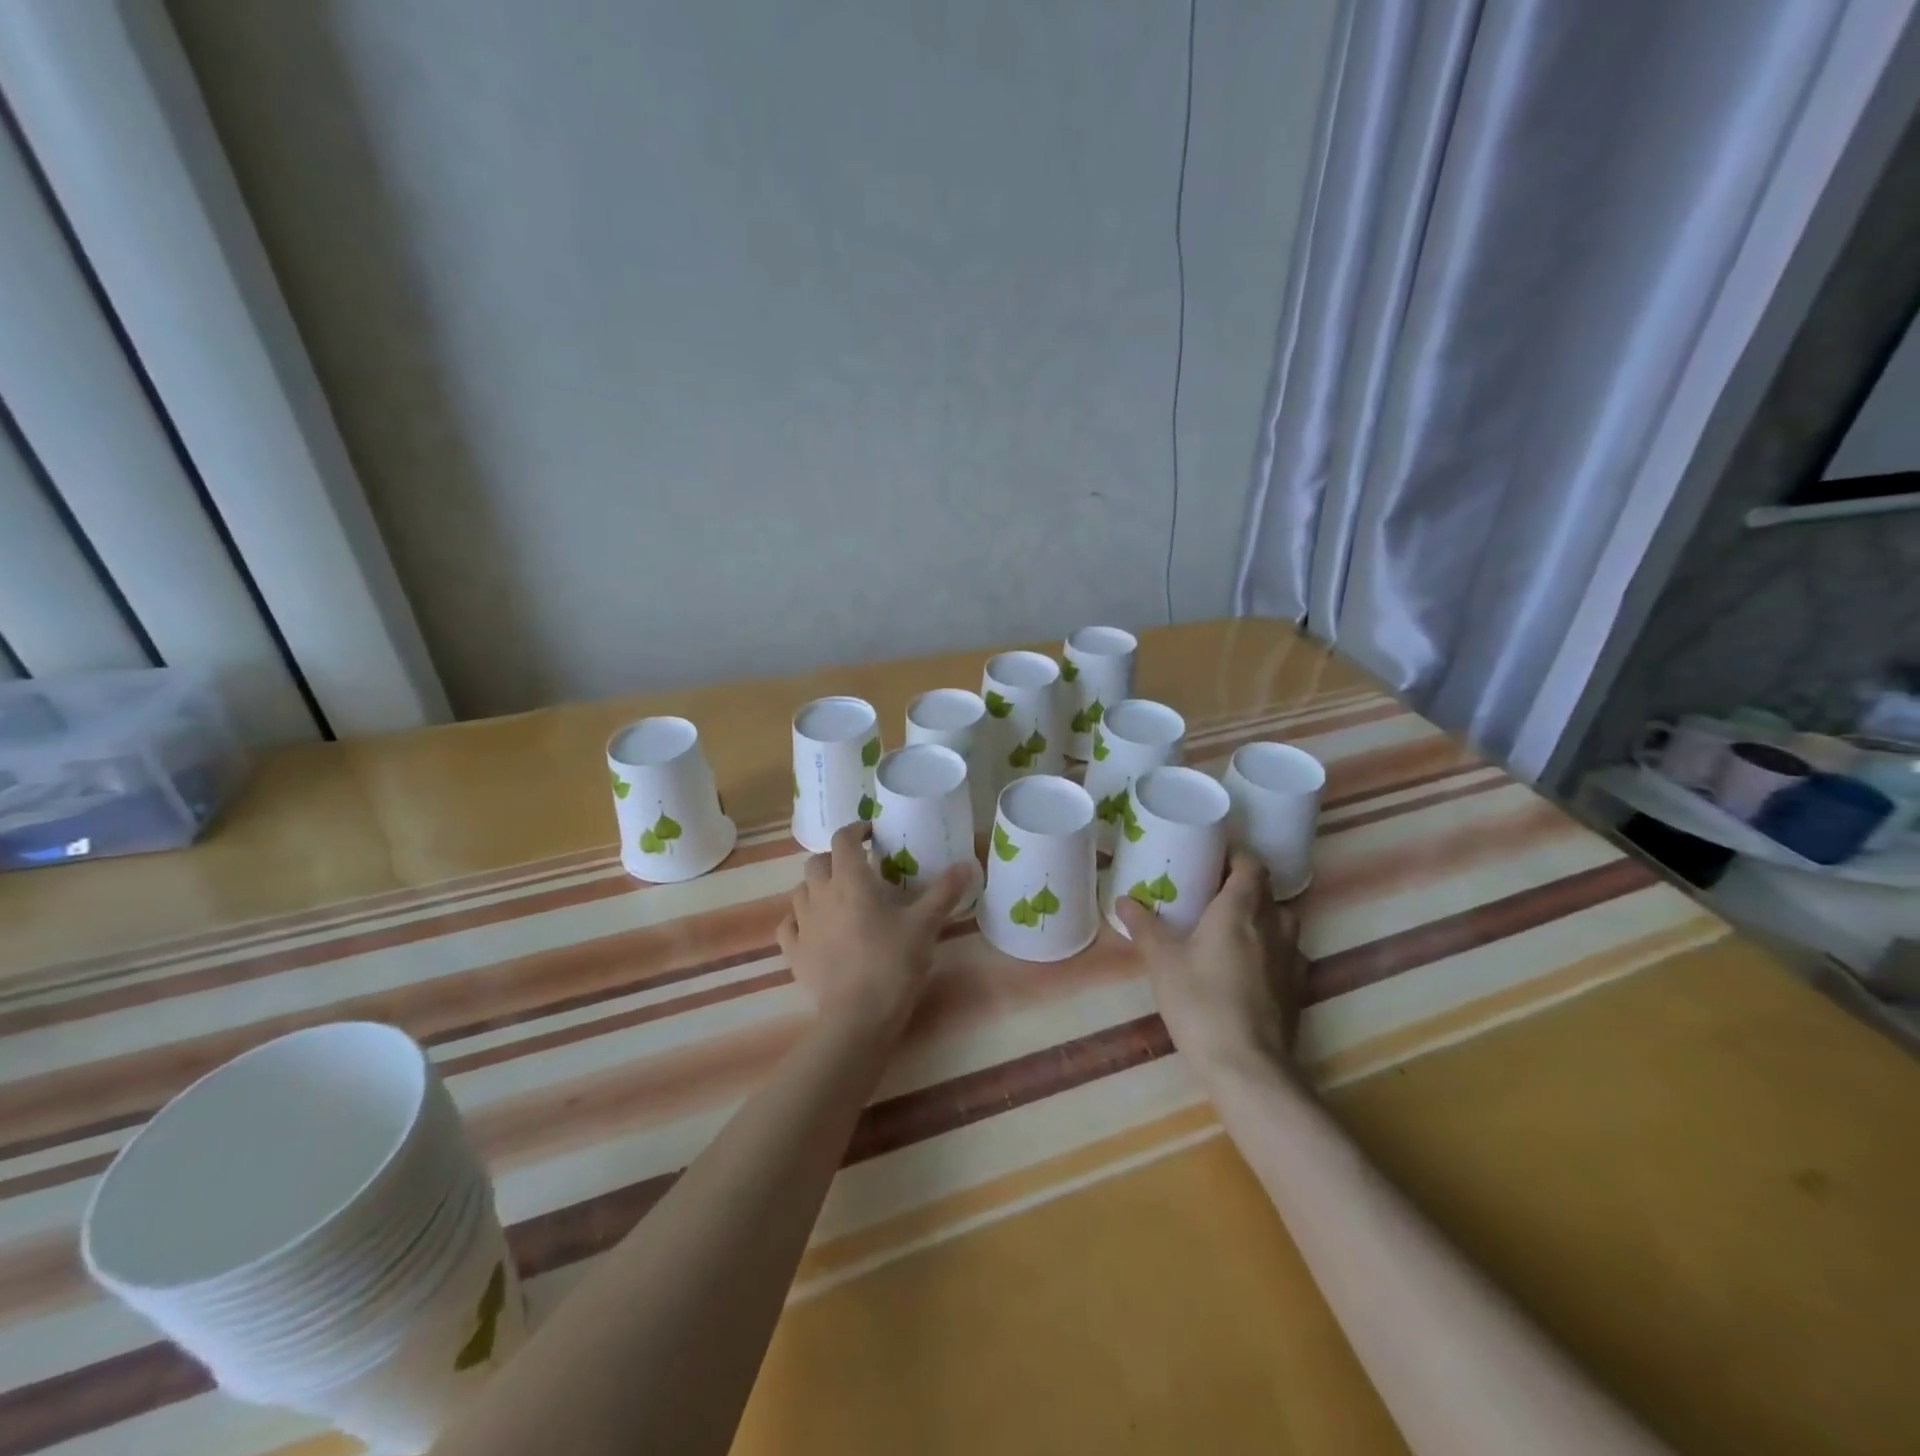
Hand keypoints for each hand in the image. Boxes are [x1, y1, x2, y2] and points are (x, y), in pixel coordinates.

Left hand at [777, 824, 972, 1036]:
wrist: (859, 1016)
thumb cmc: (893, 963)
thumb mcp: (925, 925)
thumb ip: (944, 892)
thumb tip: (967, 864)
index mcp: (850, 880)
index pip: (843, 840)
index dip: (855, 831)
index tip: (870, 835)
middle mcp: (820, 895)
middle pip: (816, 862)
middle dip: (834, 859)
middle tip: (857, 870)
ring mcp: (802, 925)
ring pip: (800, 891)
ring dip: (816, 887)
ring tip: (837, 898)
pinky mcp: (794, 953)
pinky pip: (788, 926)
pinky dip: (798, 920)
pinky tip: (812, 928)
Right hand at [1115, 851, 1306, 1082]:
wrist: (1247, 1066)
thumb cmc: (1200, 1002)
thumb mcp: (1162, 962)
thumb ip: (1145, 927)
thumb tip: (1124, 900)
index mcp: (1240, 909)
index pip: (1251, 864)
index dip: (1235, 855)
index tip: (1212, 856)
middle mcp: (1273, 925)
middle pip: (1267, 891)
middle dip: (1243, 886)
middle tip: (1211, 892)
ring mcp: (1291, 958)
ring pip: (1282, 922)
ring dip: (1261, 917)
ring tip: (1230, 927)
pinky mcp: (1298, 988)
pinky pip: (1287, 954)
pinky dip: (1270, 949)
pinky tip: (1249, 966)